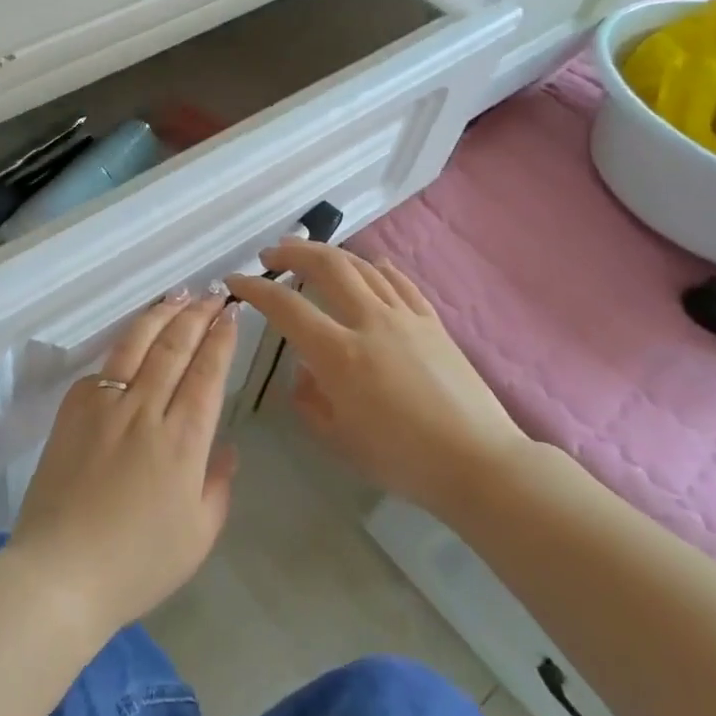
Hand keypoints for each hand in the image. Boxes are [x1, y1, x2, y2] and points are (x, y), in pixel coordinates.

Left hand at [7, 291, 239, 638]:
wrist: (61, 573)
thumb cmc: (138, 563)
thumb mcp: (198, 535)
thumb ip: (219, 485)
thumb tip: (226, 447)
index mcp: (183, 440)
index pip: (208, 372)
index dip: (221, 337)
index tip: (231, 312)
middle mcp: (146, 410)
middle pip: (175, 346)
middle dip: (197, 314)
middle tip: (211, 293)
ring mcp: (104, 405)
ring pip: (137, 344)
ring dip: (161, 315)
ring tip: (178, 294)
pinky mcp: (73, 411)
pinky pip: (103, 370)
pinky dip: (123, 348)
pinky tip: (133, 340)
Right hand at [224, 241, 526, 507]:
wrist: (479, 463)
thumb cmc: (402, 459)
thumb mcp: (339, 439)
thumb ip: (309, 401)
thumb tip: (303, 373)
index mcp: (339, 354)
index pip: (287, 307)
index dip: (256, 289)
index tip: (236, 281)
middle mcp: (370, 322)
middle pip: (327, 266)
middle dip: (293, 252)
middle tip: (271, 254)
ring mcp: (405, 317)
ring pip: (362, 266)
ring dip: (330, 253)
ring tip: (310, 253)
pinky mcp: (433, 322)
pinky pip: (399, 282)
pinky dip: (376, 267)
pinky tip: (369, 264)